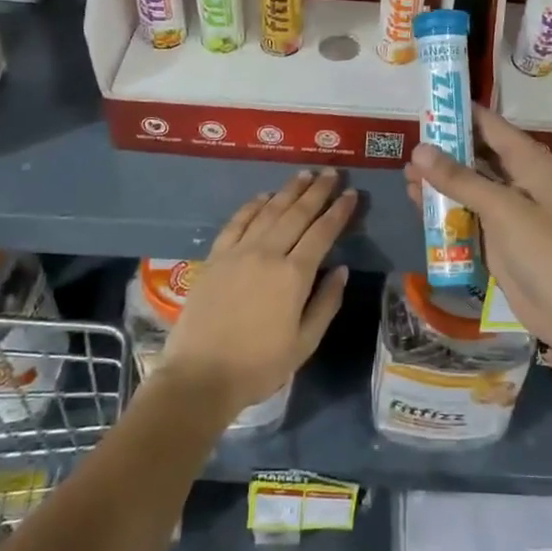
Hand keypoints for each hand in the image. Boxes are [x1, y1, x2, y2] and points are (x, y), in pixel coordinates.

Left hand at [158, 168, 352, 416]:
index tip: (352, 194)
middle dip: (317, 191)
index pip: (322, 232)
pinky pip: (237, 222)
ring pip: (268, 211)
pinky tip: (263, 196)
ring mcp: (238, 252)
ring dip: (288, 191)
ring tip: (304, 175)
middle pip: (297, 213)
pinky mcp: (215, 257)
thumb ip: (326, 303)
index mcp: (294, 276)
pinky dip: (252, 205)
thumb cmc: (258, 366)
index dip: (339, 211)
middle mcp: (267, 254)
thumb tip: (341, 269)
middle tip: (331, 173)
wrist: (200, 377)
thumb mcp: (304, 343)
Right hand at [403, 106, 551, 345]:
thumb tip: (419, 150)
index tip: (426, 106)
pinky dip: (444, 205)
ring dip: (440, 179)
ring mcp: (506, 206)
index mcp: (529, 161)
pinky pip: (465, 210)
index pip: (490, 125)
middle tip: (408, 146)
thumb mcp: (500, 208)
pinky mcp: (495, 232)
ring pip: (467, 182)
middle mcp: (518, 177)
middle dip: (443, 150)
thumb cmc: (541, 248)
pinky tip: (417, 202)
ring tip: (405, 176)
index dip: (459, 114)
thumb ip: (459, 178)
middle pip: (476, 152)